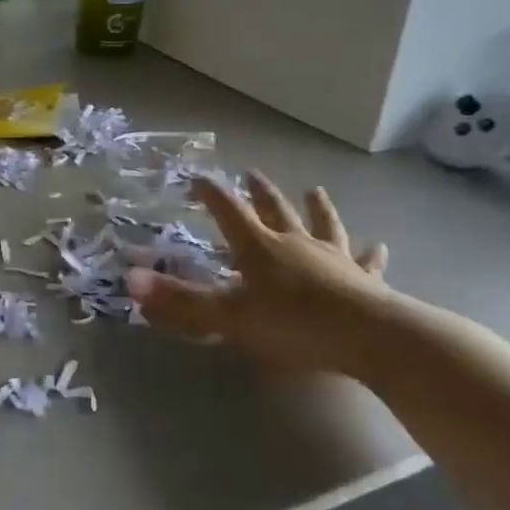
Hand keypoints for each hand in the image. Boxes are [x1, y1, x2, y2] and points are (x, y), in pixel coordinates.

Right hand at [126, 172, 412, 379]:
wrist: (372, 338)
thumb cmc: (293, 324)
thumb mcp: (229, 316)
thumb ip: (181, 301)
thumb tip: (130, 281)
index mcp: (258, 246)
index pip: (227, 209)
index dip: (210, 192)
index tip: (197, 176)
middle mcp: (294, 242)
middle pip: (274, 209)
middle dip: (259, 191)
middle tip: (251, 172)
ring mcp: (333, 258)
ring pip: (322, 225)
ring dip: (316, 207)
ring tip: (315, 189)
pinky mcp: (365, 280)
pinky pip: (365, 261)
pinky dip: (370, 253)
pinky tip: (379, 245)